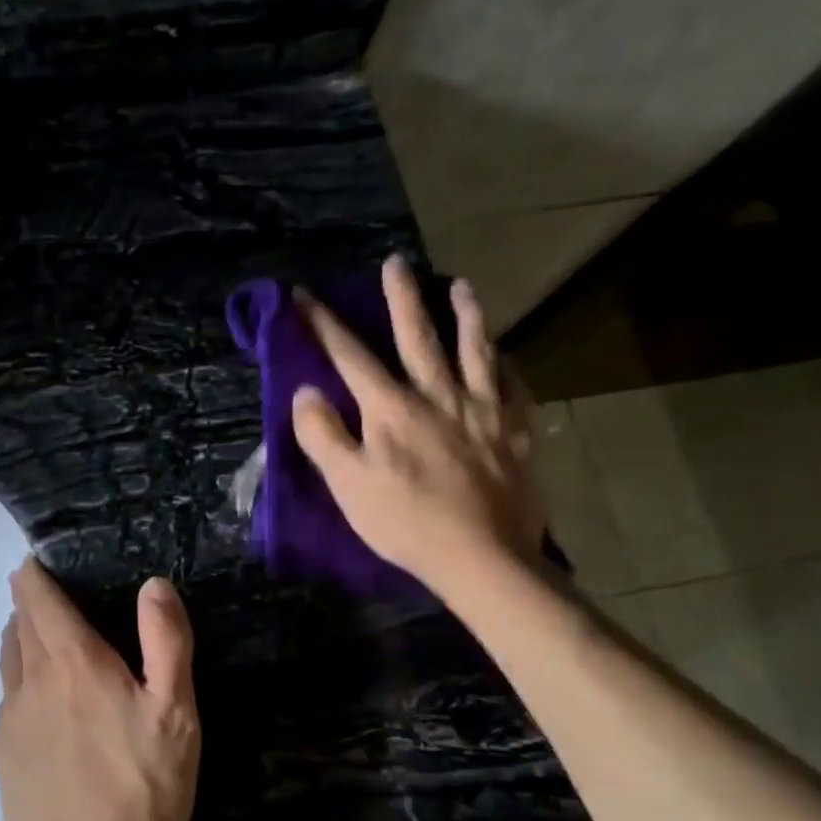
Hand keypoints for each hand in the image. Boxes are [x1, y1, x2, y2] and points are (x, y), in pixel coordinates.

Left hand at [0, 561, 198, 820]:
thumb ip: (166, 642)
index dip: (32, 575)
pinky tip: (40, 711)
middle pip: (18, 627)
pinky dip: (19, 688)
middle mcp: (30, 681)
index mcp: (73, 662)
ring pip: (7, 663)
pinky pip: (6, 705)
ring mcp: (9, 722)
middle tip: (43, 598)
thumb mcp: (176, 712)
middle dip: (27, 605)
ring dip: (19, 642)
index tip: (33, 563)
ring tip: (37, 642)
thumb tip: (153, 584)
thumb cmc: (144, 787)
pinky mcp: (1, 758)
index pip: (37, 599)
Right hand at [290, 257, 545, 587]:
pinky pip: (513, 383)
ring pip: (474, 349)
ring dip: (465, 314)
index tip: (304, 295)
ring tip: (462, 286)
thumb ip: (323, 434)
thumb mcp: (347, 484)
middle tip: (396, 262)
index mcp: (391, 408)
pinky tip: (503, 352)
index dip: (324, 324)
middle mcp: (438, 395)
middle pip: (417, 336)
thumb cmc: (405, 523)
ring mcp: (484, 409)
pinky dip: (505, 361)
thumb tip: (307, 391)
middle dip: (401, 297)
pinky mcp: (516, 429)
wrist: (483, 557)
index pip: (350, 356)